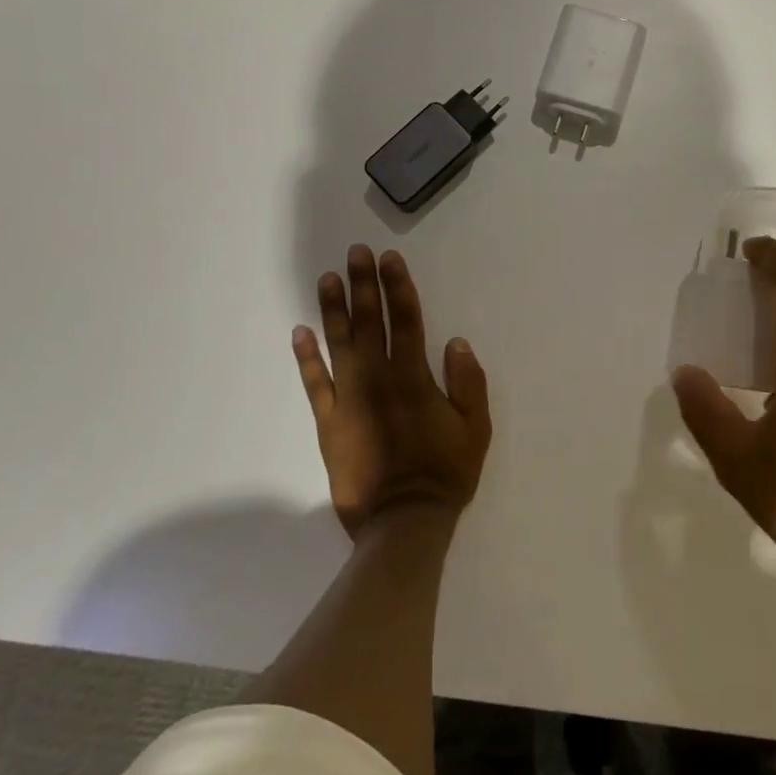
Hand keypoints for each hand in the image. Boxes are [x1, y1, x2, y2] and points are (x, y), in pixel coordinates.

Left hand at [293, 245, 491, 538]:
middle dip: (364, 285)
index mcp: (415, 379)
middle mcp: (378, 380)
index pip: (406, 321)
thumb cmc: (445, 473)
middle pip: (370, 323)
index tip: (389, 259)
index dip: (398, 287)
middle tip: (356, 253)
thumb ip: (468, 383)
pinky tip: (300, 332)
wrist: (402, 521)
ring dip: (334, 309)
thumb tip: (456, 342)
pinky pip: (314, 383)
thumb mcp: (476, 429)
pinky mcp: (328, 422)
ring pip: (339, 345)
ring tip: (327, 278)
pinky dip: (306, 358)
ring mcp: (349, 400)